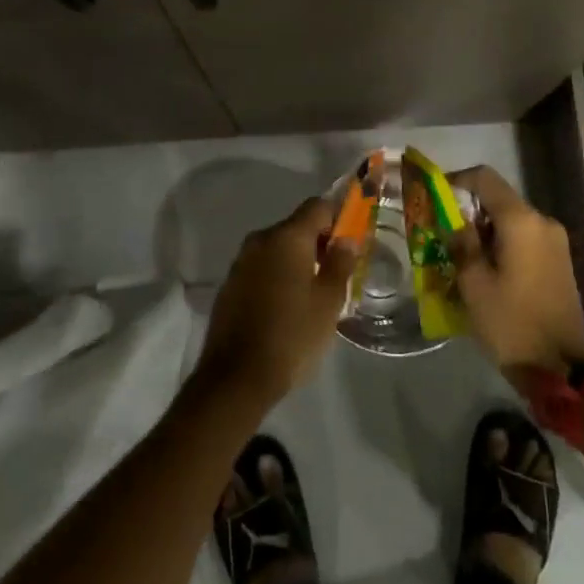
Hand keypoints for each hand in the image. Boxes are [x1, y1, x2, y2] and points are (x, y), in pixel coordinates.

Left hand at [196, 198, 356, 408]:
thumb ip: (340, 263)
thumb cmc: (292, 335)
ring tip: (316, 292)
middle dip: (320, 241)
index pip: (318, 206)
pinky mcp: (230, 284)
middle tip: (339, 271)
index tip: (353, 239)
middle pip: (297, 226)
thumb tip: (348, 239)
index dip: (339, 216)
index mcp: (287, 237)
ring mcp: (241, 262)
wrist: (236, 377)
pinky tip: (288, 305)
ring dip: (298, 260)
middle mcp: (260, 240)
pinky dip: (279, 275)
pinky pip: (262, 267)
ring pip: (278, 248)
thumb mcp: (329, 301)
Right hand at [448, 166, 583, 374]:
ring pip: (511, 221)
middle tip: (441, 233)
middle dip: (468, 211)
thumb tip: (452, 221)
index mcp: (521, 221)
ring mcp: (555, 242)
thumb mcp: (474, 284)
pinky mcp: (560, 262)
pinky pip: (524, 239)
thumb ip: (461, 243)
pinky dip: (502, 245)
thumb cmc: (512, 323)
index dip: (456, 181)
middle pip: (499, 200)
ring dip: (484, 231)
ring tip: (459, 256)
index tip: (434, 198)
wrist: (562, 370)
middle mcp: (542, 222)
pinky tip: (484, 270)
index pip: (485, 178)